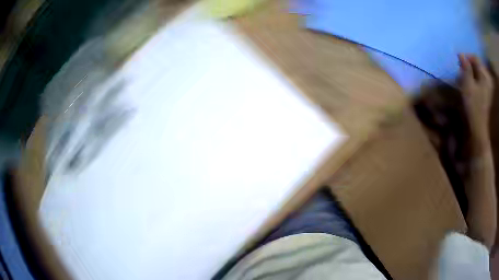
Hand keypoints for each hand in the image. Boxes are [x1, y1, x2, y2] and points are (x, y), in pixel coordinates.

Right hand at [458, 54, 492, 140]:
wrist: (482, 132)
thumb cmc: (475, 107)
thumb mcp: (468, 85)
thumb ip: (466, 68)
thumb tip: (461, 55)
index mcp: (484, 75)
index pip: (475, 58)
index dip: (466, 57)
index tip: (459, 61)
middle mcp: (488, 80)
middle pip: (478, 67)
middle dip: (470, 67)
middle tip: (462, 72)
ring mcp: (490, 90)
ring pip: (480, 76)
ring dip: (473, 76)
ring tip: (467, 81)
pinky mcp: (489, 99)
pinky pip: (482, 85)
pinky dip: (476, 84)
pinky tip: (473, 90)